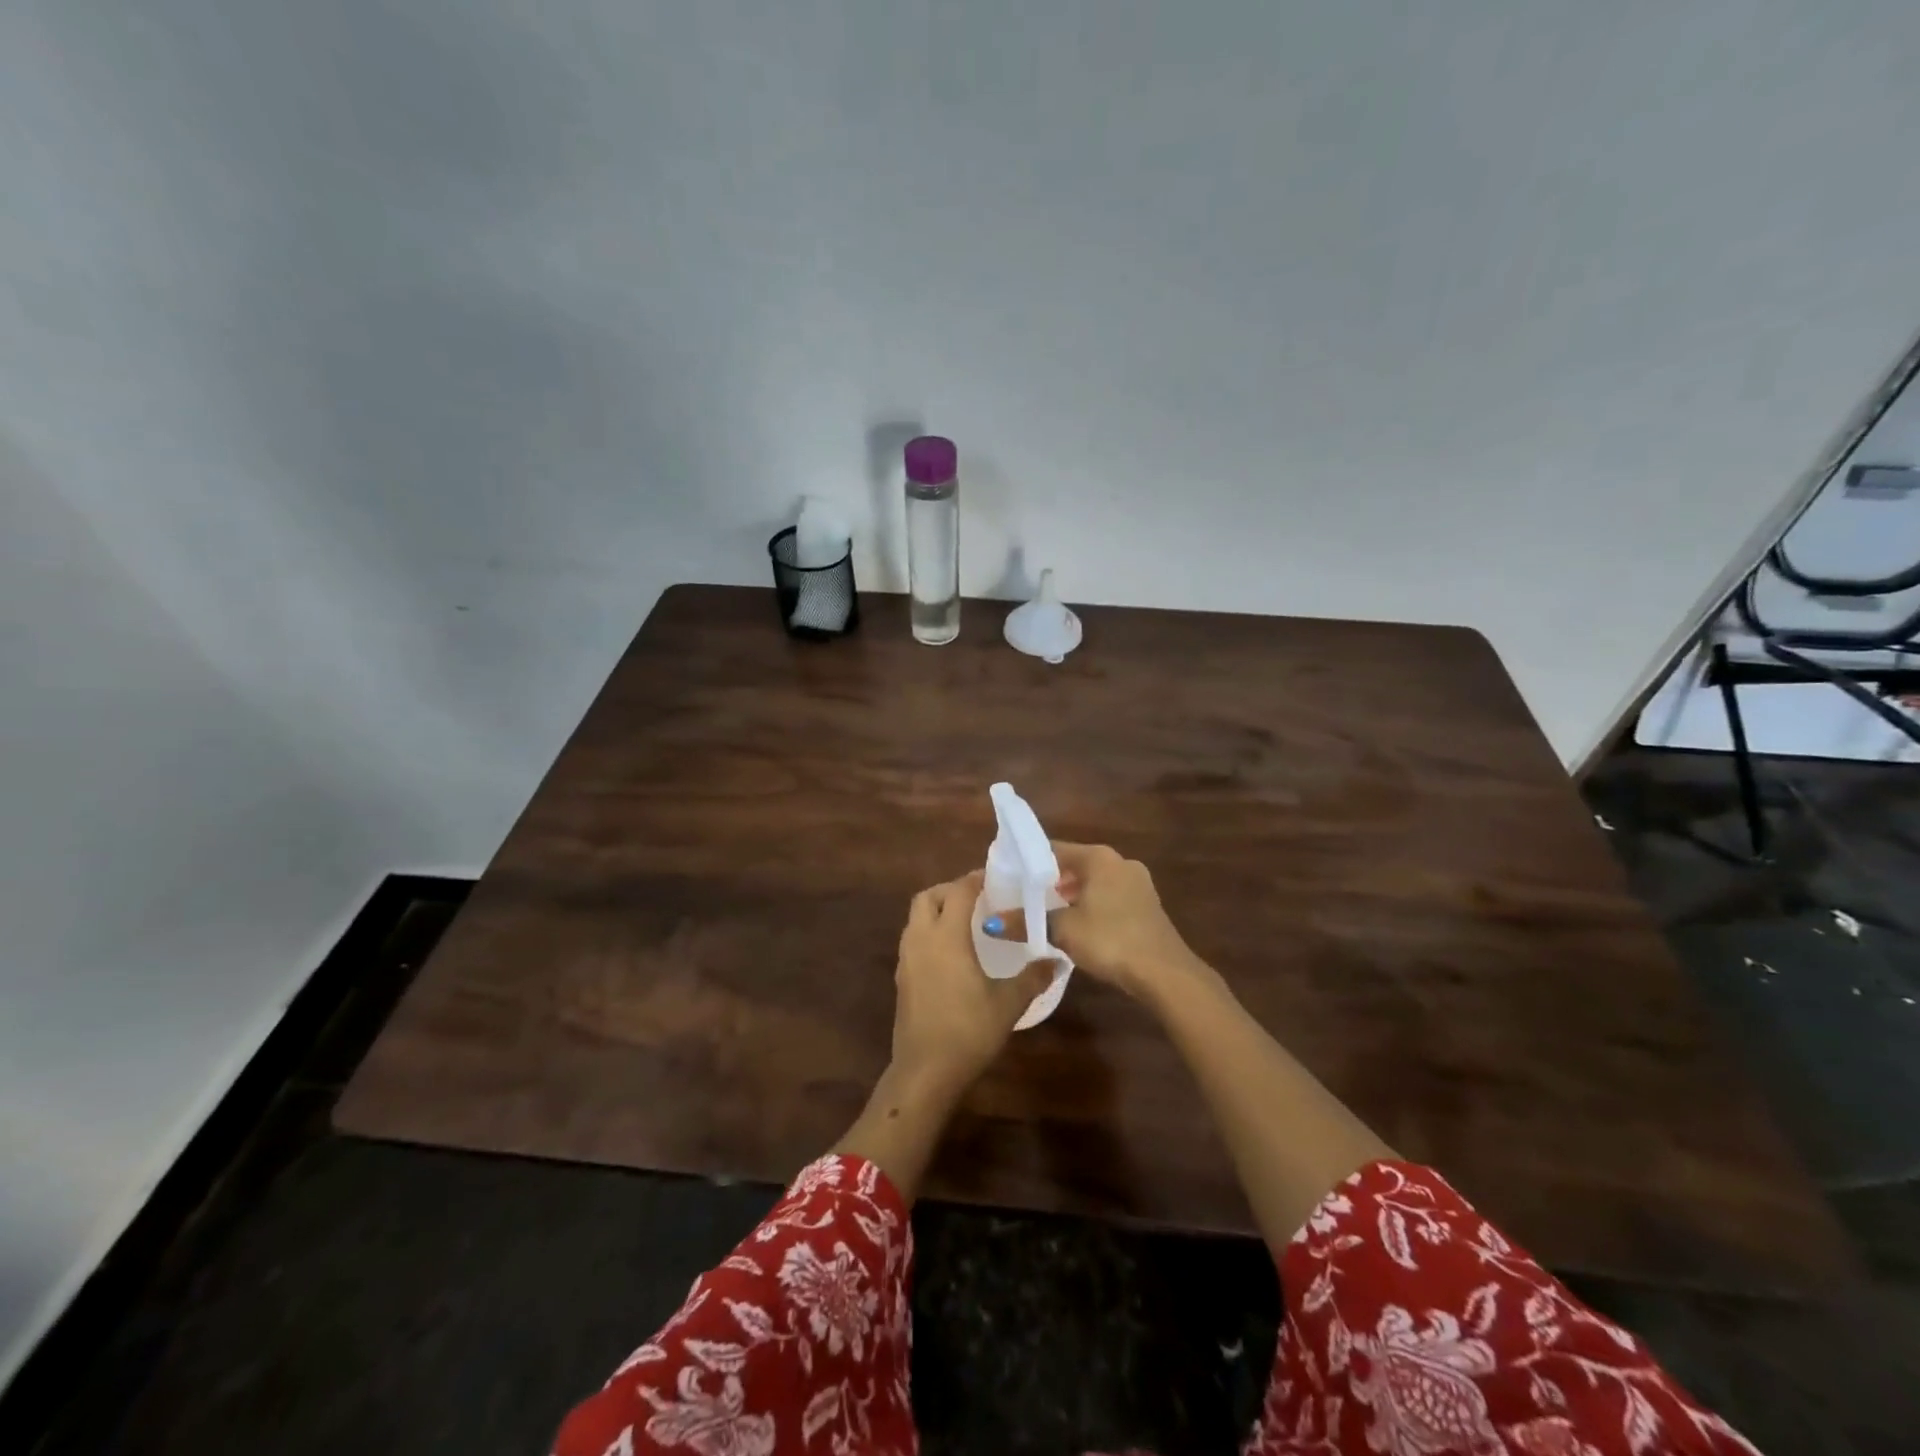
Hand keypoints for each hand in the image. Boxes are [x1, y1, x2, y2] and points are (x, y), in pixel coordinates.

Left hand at [890, 872, 1053, 1096]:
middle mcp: (921, 939)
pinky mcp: (901, 978)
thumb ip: (1033, 977)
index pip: (958, 891)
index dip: (975, 880)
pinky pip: (913, 939)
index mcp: (946, 936)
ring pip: (916, 918)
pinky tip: (952, 954)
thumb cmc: (968, 1031)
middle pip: (927, 897)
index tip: (995, 879)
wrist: (924, 1071)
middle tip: (978, 899)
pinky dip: (930, 933)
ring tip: (966, 923)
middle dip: (950, 890)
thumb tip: (1058, 960)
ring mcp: (906, 959)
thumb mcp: (1008, 1003)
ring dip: (937, 910)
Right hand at [987, 843, 1203, 1002]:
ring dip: (1071, 896)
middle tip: (1023, 899)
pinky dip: (1091, 906)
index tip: (1009, 877)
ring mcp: (1138, 883)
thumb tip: (990, 923)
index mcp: (1099, 857)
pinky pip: (1110, 897)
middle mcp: (1120, 862)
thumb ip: (1026, 922)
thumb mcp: (1062, 931)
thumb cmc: (1110, 939)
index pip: (1054, 849)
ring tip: (1046, 915)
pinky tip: (1078, 927)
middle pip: (1075, 865)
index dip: (1029, 862)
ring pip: (1094, 882)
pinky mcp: (1147, 905)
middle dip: (1050, 881)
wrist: (1165, 973)